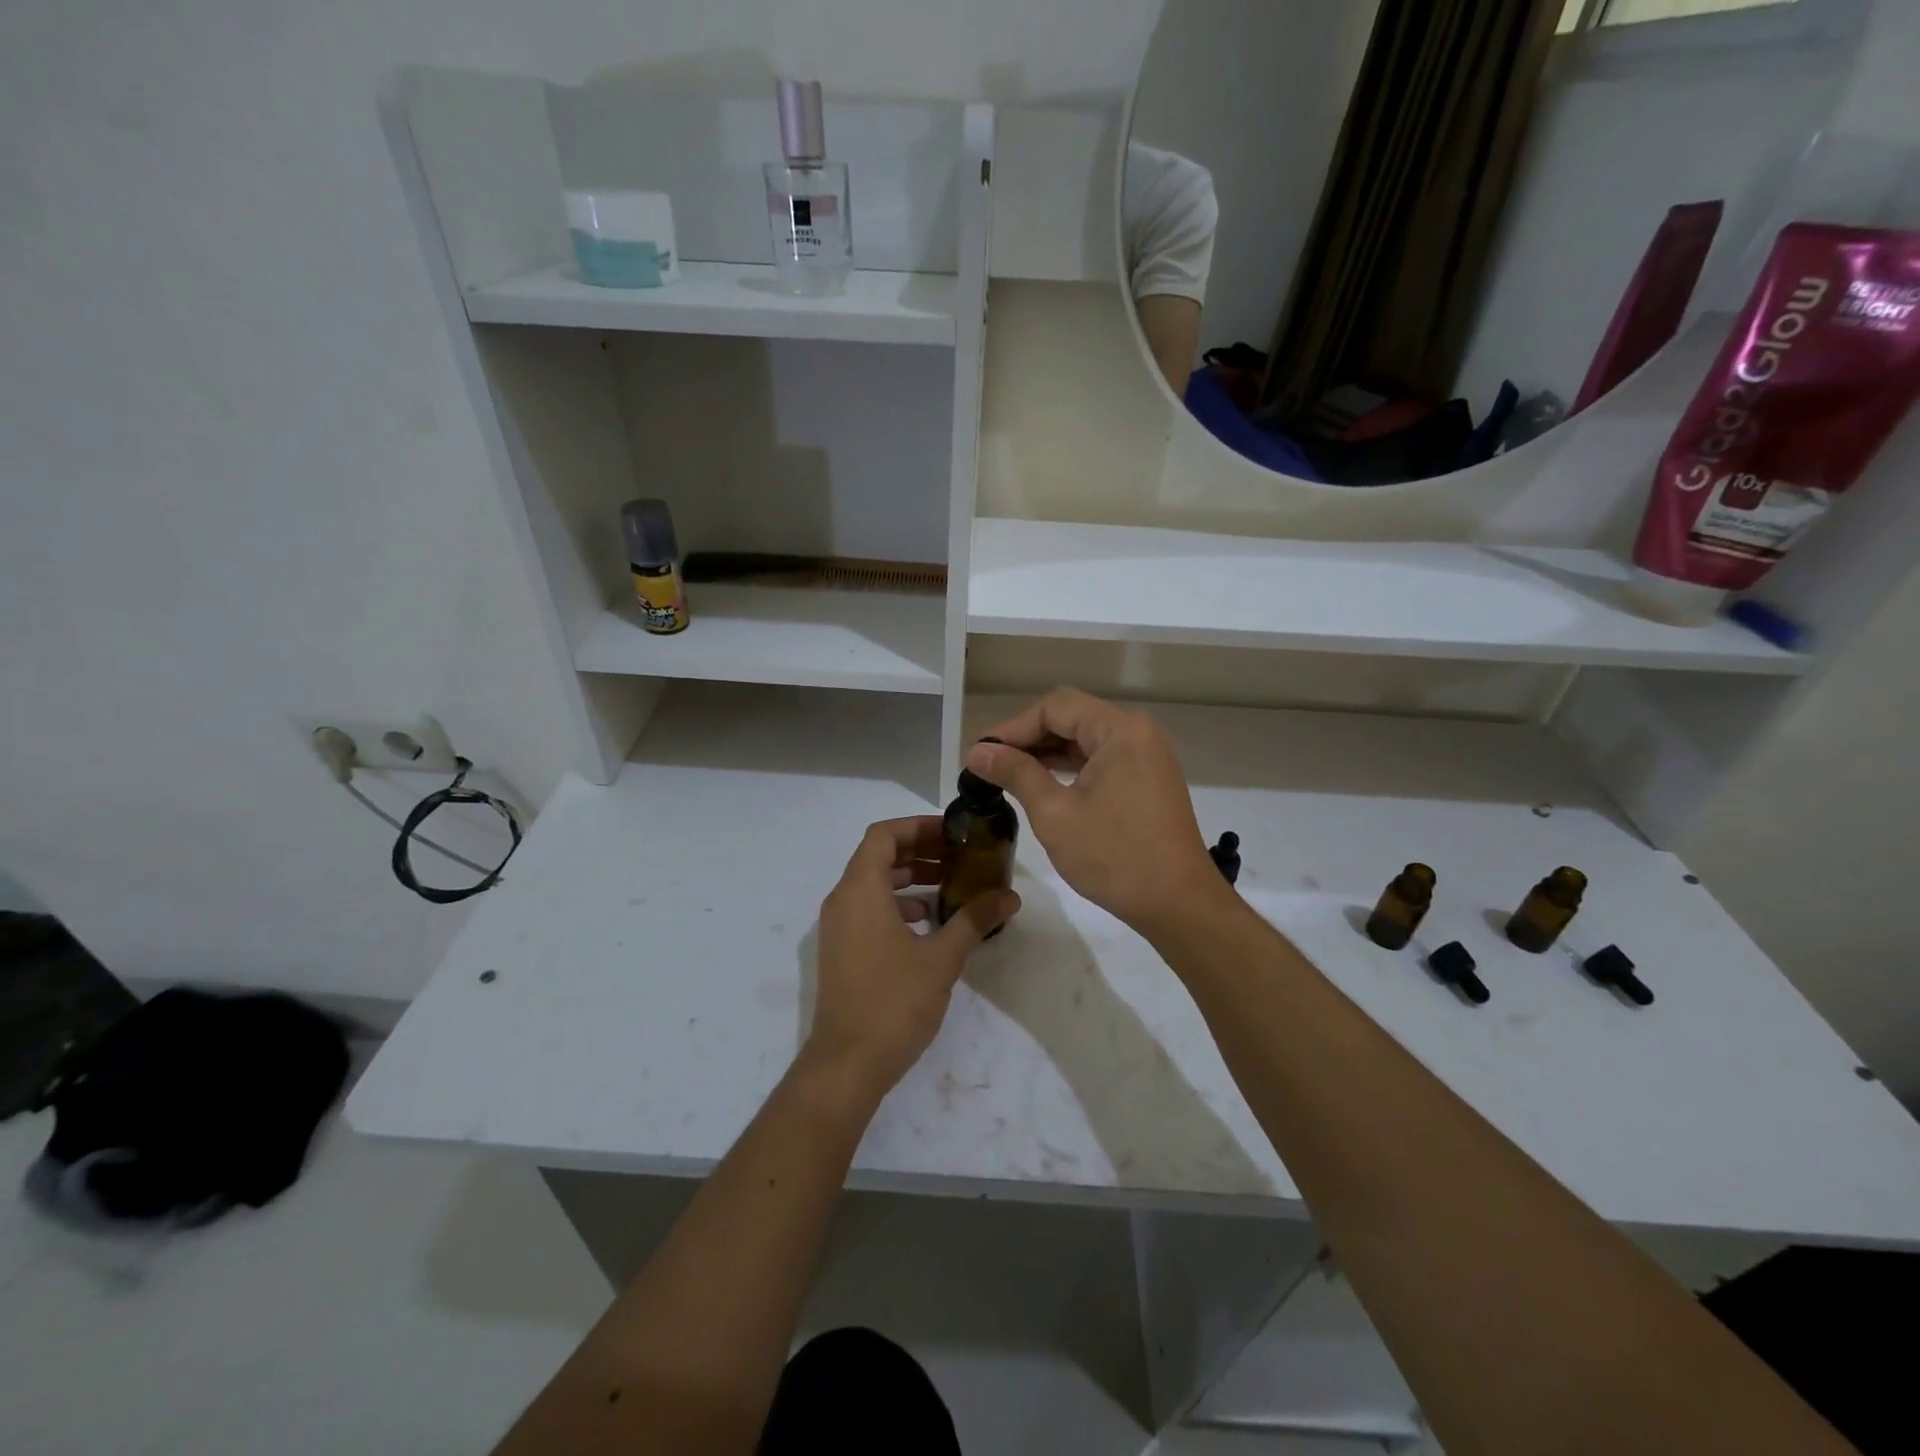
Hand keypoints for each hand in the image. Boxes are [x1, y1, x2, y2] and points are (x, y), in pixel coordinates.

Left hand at [804, 817, 1019, 1101]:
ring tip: (952, 885)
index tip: (952, 833)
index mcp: (860, 891)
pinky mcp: (842, 950)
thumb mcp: (942, 958)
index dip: (917, 827)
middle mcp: (842, 901)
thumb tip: (1010, 896)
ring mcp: (838, 927)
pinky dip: (898, 904)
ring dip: (910, 878)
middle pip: (878, 857)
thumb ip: (974, 920)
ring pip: (873, 884)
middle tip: (960, 856)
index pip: (883, 835)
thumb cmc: (893, 1002)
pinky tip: (931, 922)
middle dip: (920, 851)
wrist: (848, 1064)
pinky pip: (869, 909)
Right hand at [966, 688, 1224, 936]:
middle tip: (988, 766)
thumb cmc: (1115, 857)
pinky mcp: (1149, 780)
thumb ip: (1015, 774)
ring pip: (1086, 740)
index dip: (1012, 728)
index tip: (980, 755)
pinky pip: (1101, 760)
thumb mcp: (1055, 814)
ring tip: (1007, 776)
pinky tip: (1043, 786)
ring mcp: (1147, 756)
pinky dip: (1070, 769)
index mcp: (1120, 730)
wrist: (1179, 905)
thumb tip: (977, 752)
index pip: (1054, 708)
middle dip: (1028, 739)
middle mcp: (1138, 732)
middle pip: (1071, 718)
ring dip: (1047, 754)